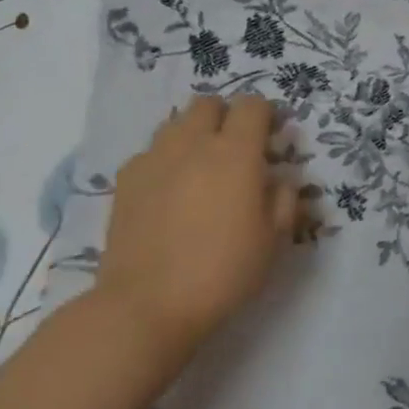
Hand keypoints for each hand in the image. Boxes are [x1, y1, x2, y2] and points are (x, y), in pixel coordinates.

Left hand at [98, 94, 298, 352]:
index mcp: (235, 153)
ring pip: (176, 123)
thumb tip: (280, 177)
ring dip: (193, 133)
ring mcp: (154, 158)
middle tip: (235, 149)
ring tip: (200, 167)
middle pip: (209, 103)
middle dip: (226, 116)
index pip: (253, 105)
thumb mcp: (272, 240)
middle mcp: (193, 143)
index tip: (271, 136)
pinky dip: (164, 159)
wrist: (146, 306)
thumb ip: (283, 198)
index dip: (266, 114)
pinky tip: (168, 191)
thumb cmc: (221, 273)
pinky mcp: (125, 180)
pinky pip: (150, 152)